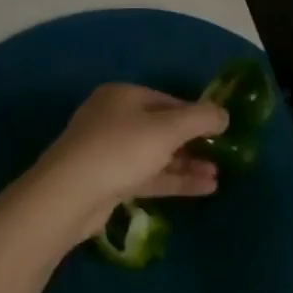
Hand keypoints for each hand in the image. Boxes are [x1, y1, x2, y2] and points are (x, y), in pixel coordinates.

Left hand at [12, 84, 228, 253]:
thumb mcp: (168, 129)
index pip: (168, 101)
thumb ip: (200, 119)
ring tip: (217, 176)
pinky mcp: (108, 182)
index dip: (196, 114)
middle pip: (162, 128)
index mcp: (123, 96)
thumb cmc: (120, 150)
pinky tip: (203, 189)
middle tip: (221, 155)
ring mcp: (109, 152)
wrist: (68, 196)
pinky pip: (147, 177)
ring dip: (186, 164)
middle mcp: (114, 119)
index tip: (221, 130)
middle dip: (193, 143)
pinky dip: (173, 180)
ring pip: (156, 155)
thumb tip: (224, 115)